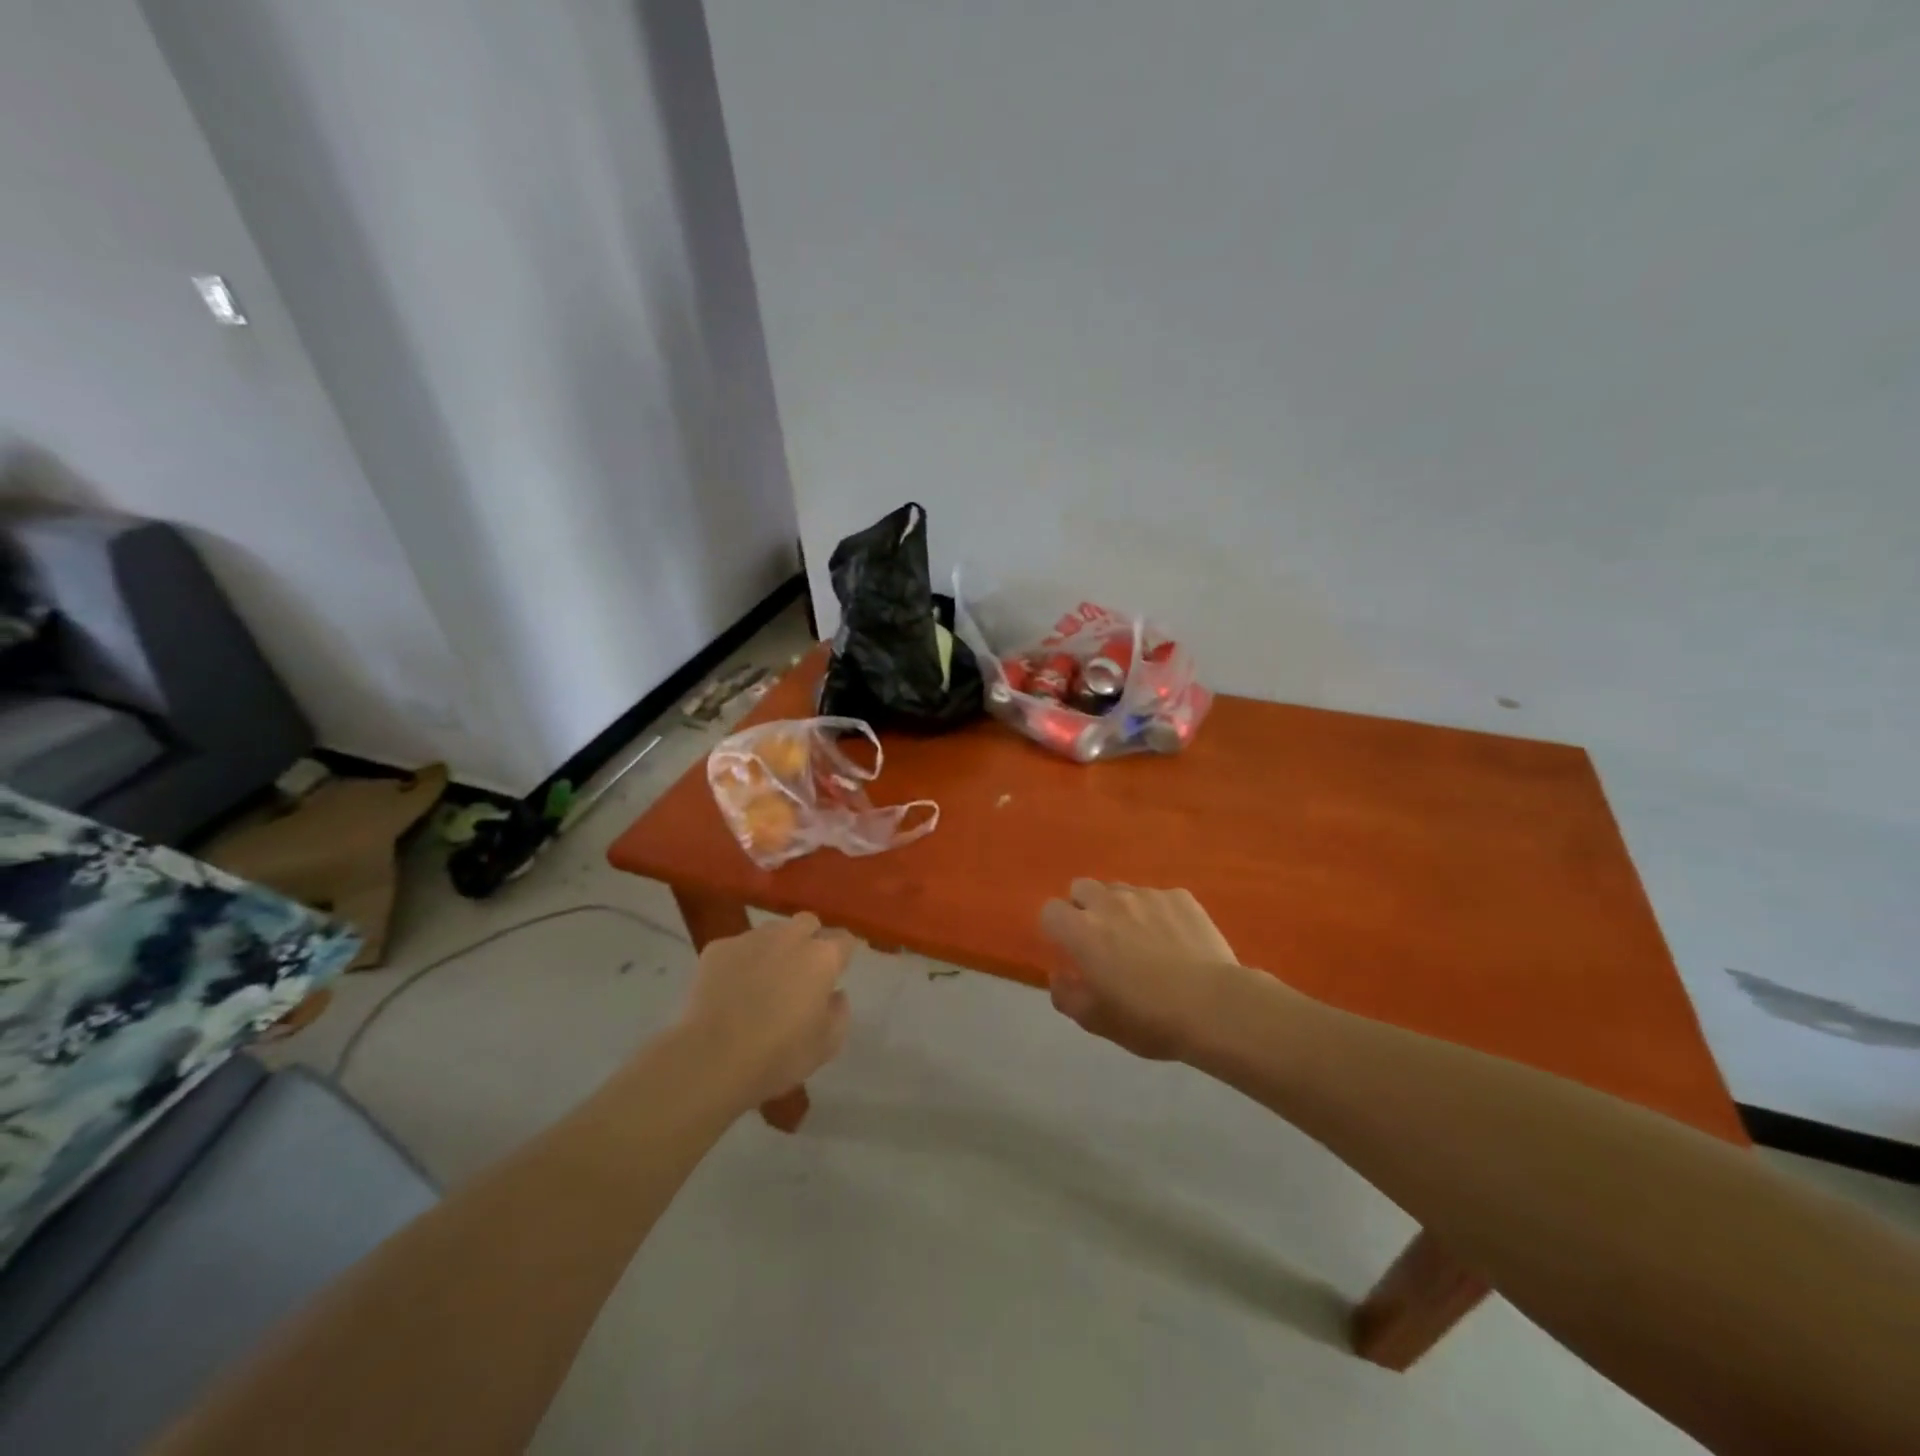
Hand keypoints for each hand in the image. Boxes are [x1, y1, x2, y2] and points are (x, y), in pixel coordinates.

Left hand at [678, 913, 856, 1106]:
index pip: (843, 939)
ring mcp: (751, 939)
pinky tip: (731, 988)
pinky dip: (740, 961)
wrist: (711, 1059)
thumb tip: (835, 993)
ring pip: (771, 932)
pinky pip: (737, 947)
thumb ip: (839, 1012)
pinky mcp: (717, 948)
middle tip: (802, 972)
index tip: (837, 971)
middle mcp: (789, 937)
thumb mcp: (826, 1045)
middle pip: (807, 923)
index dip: (842, 954)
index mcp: (821, 957)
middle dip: (809, 940)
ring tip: (763, 979)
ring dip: (775, 948)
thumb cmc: (778, 1055)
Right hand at [1039, 880, 1250, 1061]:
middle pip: (1081, 888)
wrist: (1215, 1006)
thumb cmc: (1149, 1018)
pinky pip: (1157, 897)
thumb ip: (1067, 996)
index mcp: (1082, 931)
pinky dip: (1157, 912)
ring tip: (1141, 938)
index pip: (1050, 910)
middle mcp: (1109, 902)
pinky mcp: (1180, 896)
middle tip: (1101, 940)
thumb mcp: (1098, 1021)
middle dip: (1084, 908)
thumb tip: (1059, 976)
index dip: (1056, 929)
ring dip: (1120, 908)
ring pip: (1120, 889)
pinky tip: (1175, 940)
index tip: (1070, 950)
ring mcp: (1147, 895)